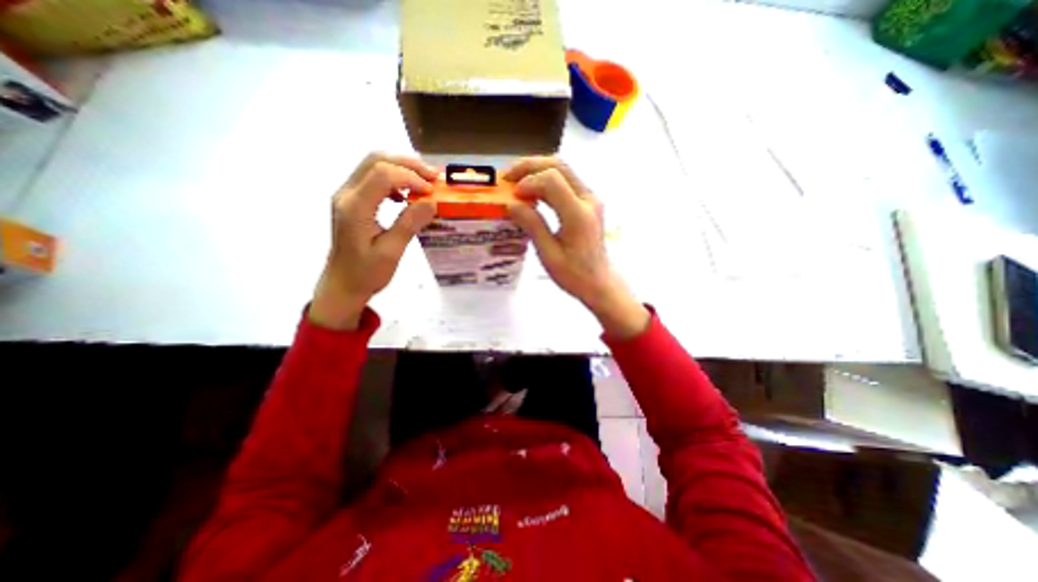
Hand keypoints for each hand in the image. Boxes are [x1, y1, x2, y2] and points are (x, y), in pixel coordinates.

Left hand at [308, 153, 437, 329]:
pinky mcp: (352, 201)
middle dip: (408, 164)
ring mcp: (347, 195)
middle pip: (376, 160)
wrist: (342, 285)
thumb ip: (409, 224)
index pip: (383, 174)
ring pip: (374, 164)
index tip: (432, 192)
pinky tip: (406, 194)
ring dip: (402, 167)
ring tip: (426, 181)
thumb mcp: (391, 252)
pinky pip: (373, 177)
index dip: (411, 177)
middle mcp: (347, 194)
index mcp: (355, 207)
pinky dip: (394, 178)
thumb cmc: (366, 273)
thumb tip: (431, 202)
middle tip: (434, 176)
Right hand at [506, 160, 646, 340]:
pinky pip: (565, 180)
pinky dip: (545, 179)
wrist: (599, 281)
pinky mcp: (588, 201)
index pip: (552, 181)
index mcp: (578, 215)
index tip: (512, 197)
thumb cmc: (573, 275)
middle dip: (529, 166)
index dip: (528, 183)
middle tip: (507, 178)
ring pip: (563, 169)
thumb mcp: (549, 254)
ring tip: (515, 181)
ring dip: (537, 170)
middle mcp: (588, 200)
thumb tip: (511, 204)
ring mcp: (590, 198)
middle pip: (559, 165)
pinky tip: (531, 191)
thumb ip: (532, 226)